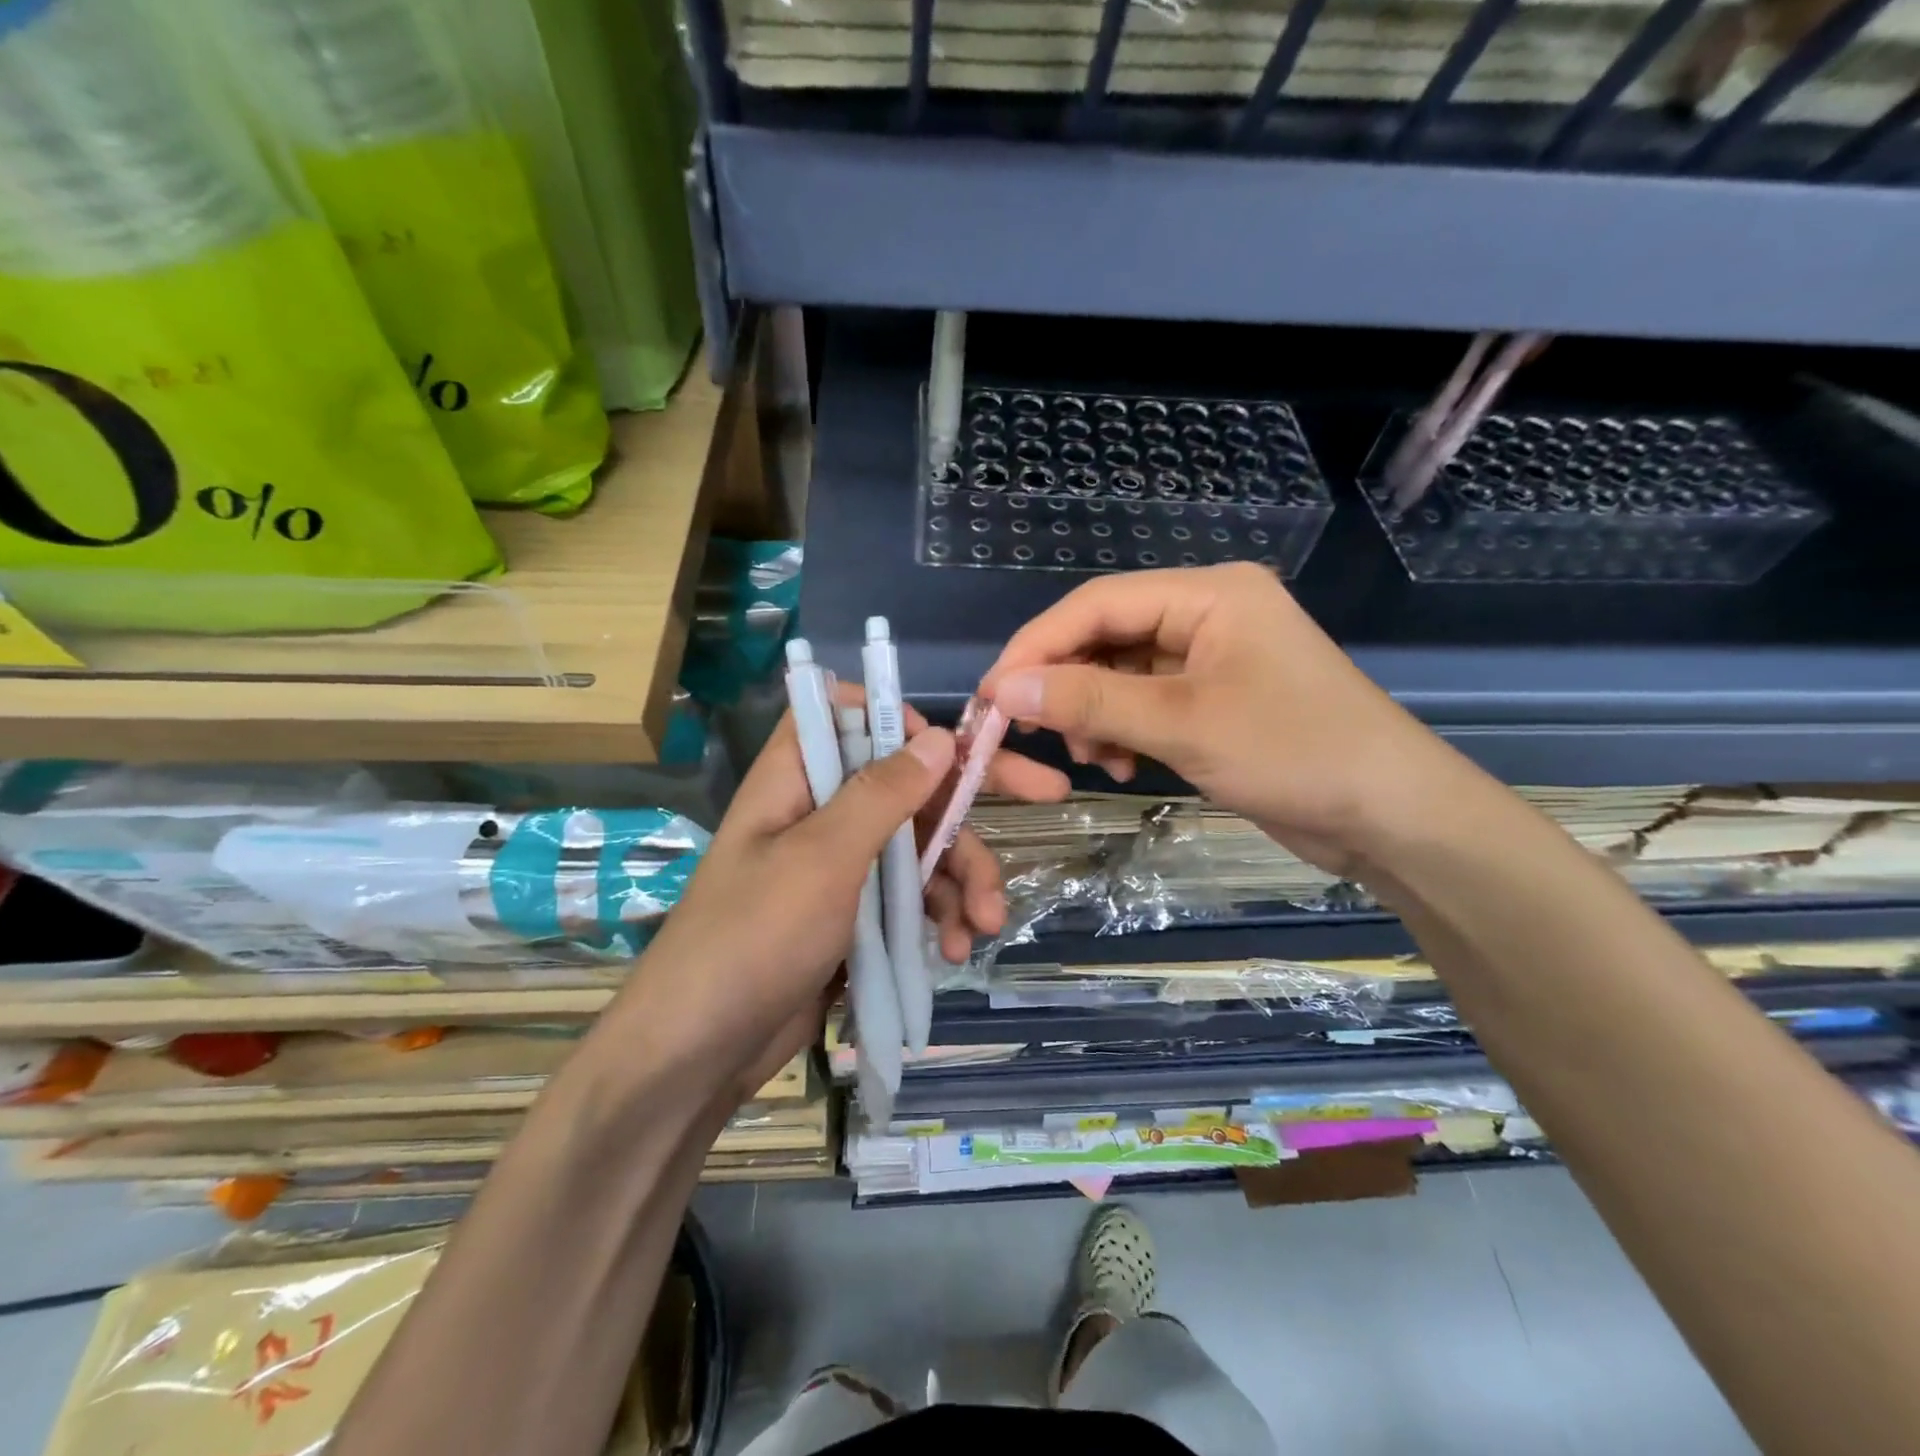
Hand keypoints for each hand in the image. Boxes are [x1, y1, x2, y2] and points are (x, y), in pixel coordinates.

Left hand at [628, 692, 1068, 1102]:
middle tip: (1051, 794)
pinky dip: (939, 918)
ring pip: (920, 848)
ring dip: (962, 880)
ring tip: (984, 925)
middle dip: (971, 801)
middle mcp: (822, 813)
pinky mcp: (855, 917)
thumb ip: (882, 794)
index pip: (847, 715)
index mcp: (798, 779)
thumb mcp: (824, 858)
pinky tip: (955, 950)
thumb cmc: (755, 937)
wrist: (701, 1052)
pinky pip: (911, 898)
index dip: (898, 718)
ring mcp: (841, 868)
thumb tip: (938, 736)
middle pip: (908, 784)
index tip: (946, 745)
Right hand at [979, 563, 1458, 876]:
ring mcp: (1213, 657)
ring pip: (1122, 672)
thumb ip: (1089, 701)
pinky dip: (1124, 731)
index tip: (992, 695)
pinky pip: (1147, 701)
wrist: (1392, 816)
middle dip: (1067, 685)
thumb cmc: (1294, 753)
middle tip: (1032, 733)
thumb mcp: (1181, 724)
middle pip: (1106, 635)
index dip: (1036, 646)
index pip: (1096, 604)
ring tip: (1093, 760)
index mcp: (1207, 593)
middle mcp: (1207, 612)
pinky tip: (1124, 766)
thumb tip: (1005, 688)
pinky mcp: (1216, 697)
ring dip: (1094, 714)